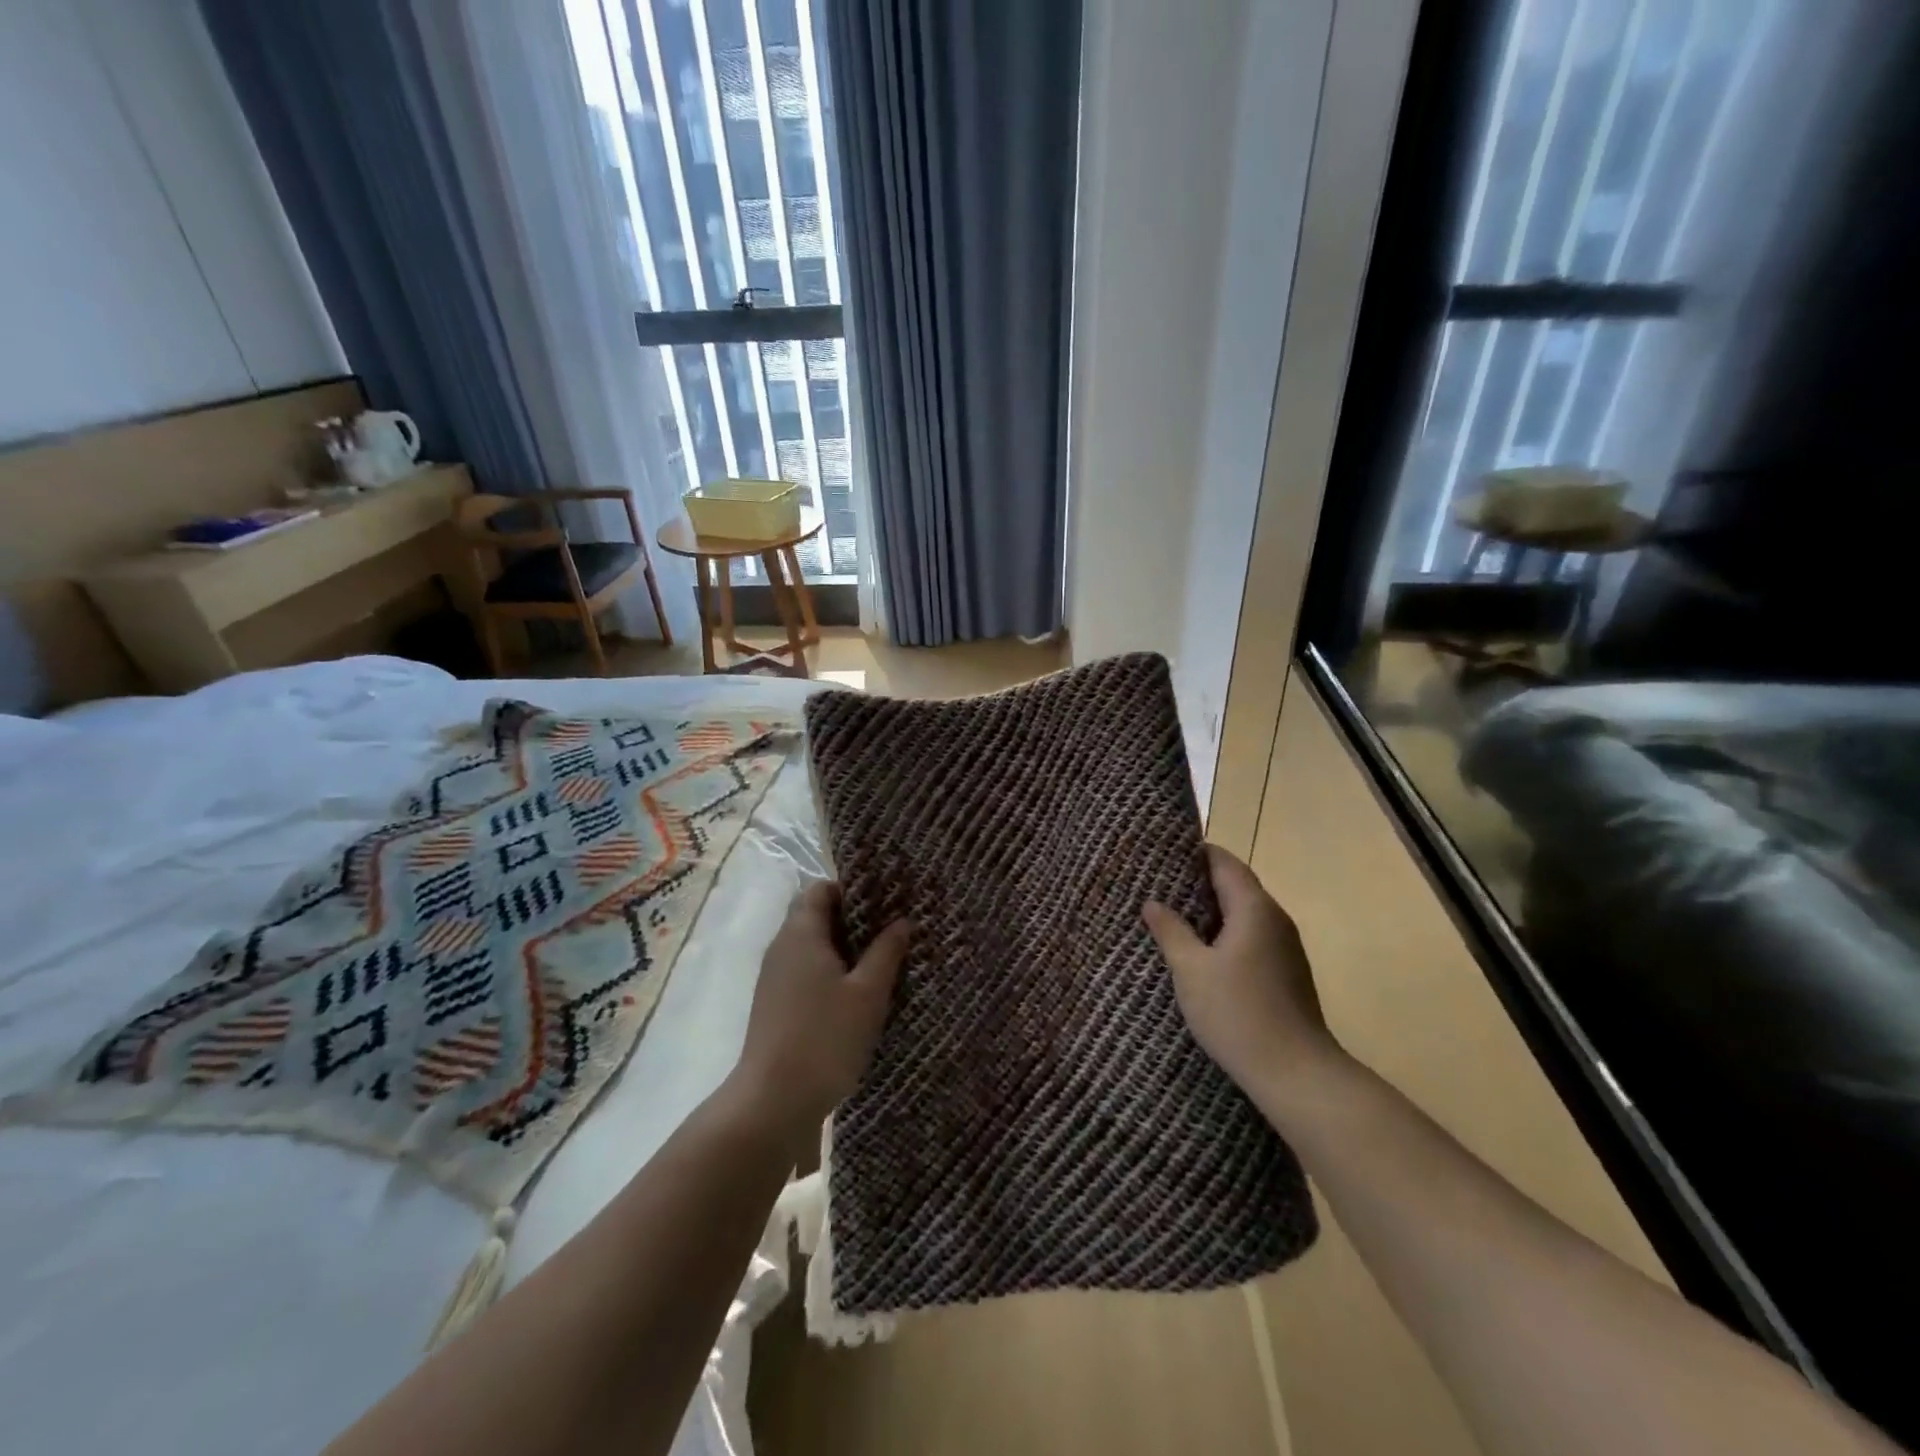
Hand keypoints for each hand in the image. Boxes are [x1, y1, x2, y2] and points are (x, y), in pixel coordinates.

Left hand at [731, 881, 910, 1139]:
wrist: (773, 1101)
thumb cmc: (826, 1037)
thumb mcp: (868, 993)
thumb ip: (886, 952)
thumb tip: (902, 920)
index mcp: (801, 933)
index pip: (820, 889)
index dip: (850, 889)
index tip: (883, 901)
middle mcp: (782, 947)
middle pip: (814, 915)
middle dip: (850, 919)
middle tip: (888, 930)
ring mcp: (773, 978)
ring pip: (809, 946)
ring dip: (840, 948)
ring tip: (878, 961)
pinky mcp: (773, 1005)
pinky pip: (803, 971)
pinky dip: (828, 972)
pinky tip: (854, 994)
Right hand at [1143, 846, 1342, 1103]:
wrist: (1297, 1073)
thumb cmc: (1238, 1013)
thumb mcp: (1191, 969)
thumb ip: (1171, 931)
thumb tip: (1152, 902)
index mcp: (1254, 908)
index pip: (1225, 863)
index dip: (1196, 853)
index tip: (1164, 851)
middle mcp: (1275, 919)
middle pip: (1236, 885)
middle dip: (1199, 881)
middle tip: (1159, 881)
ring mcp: (1285, 947)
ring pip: (1244, 913)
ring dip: (1212, 909)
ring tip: (1173, 912)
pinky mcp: (1286, 972)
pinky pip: (1251, 936)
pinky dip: (1225, 933)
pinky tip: (1201, 950)